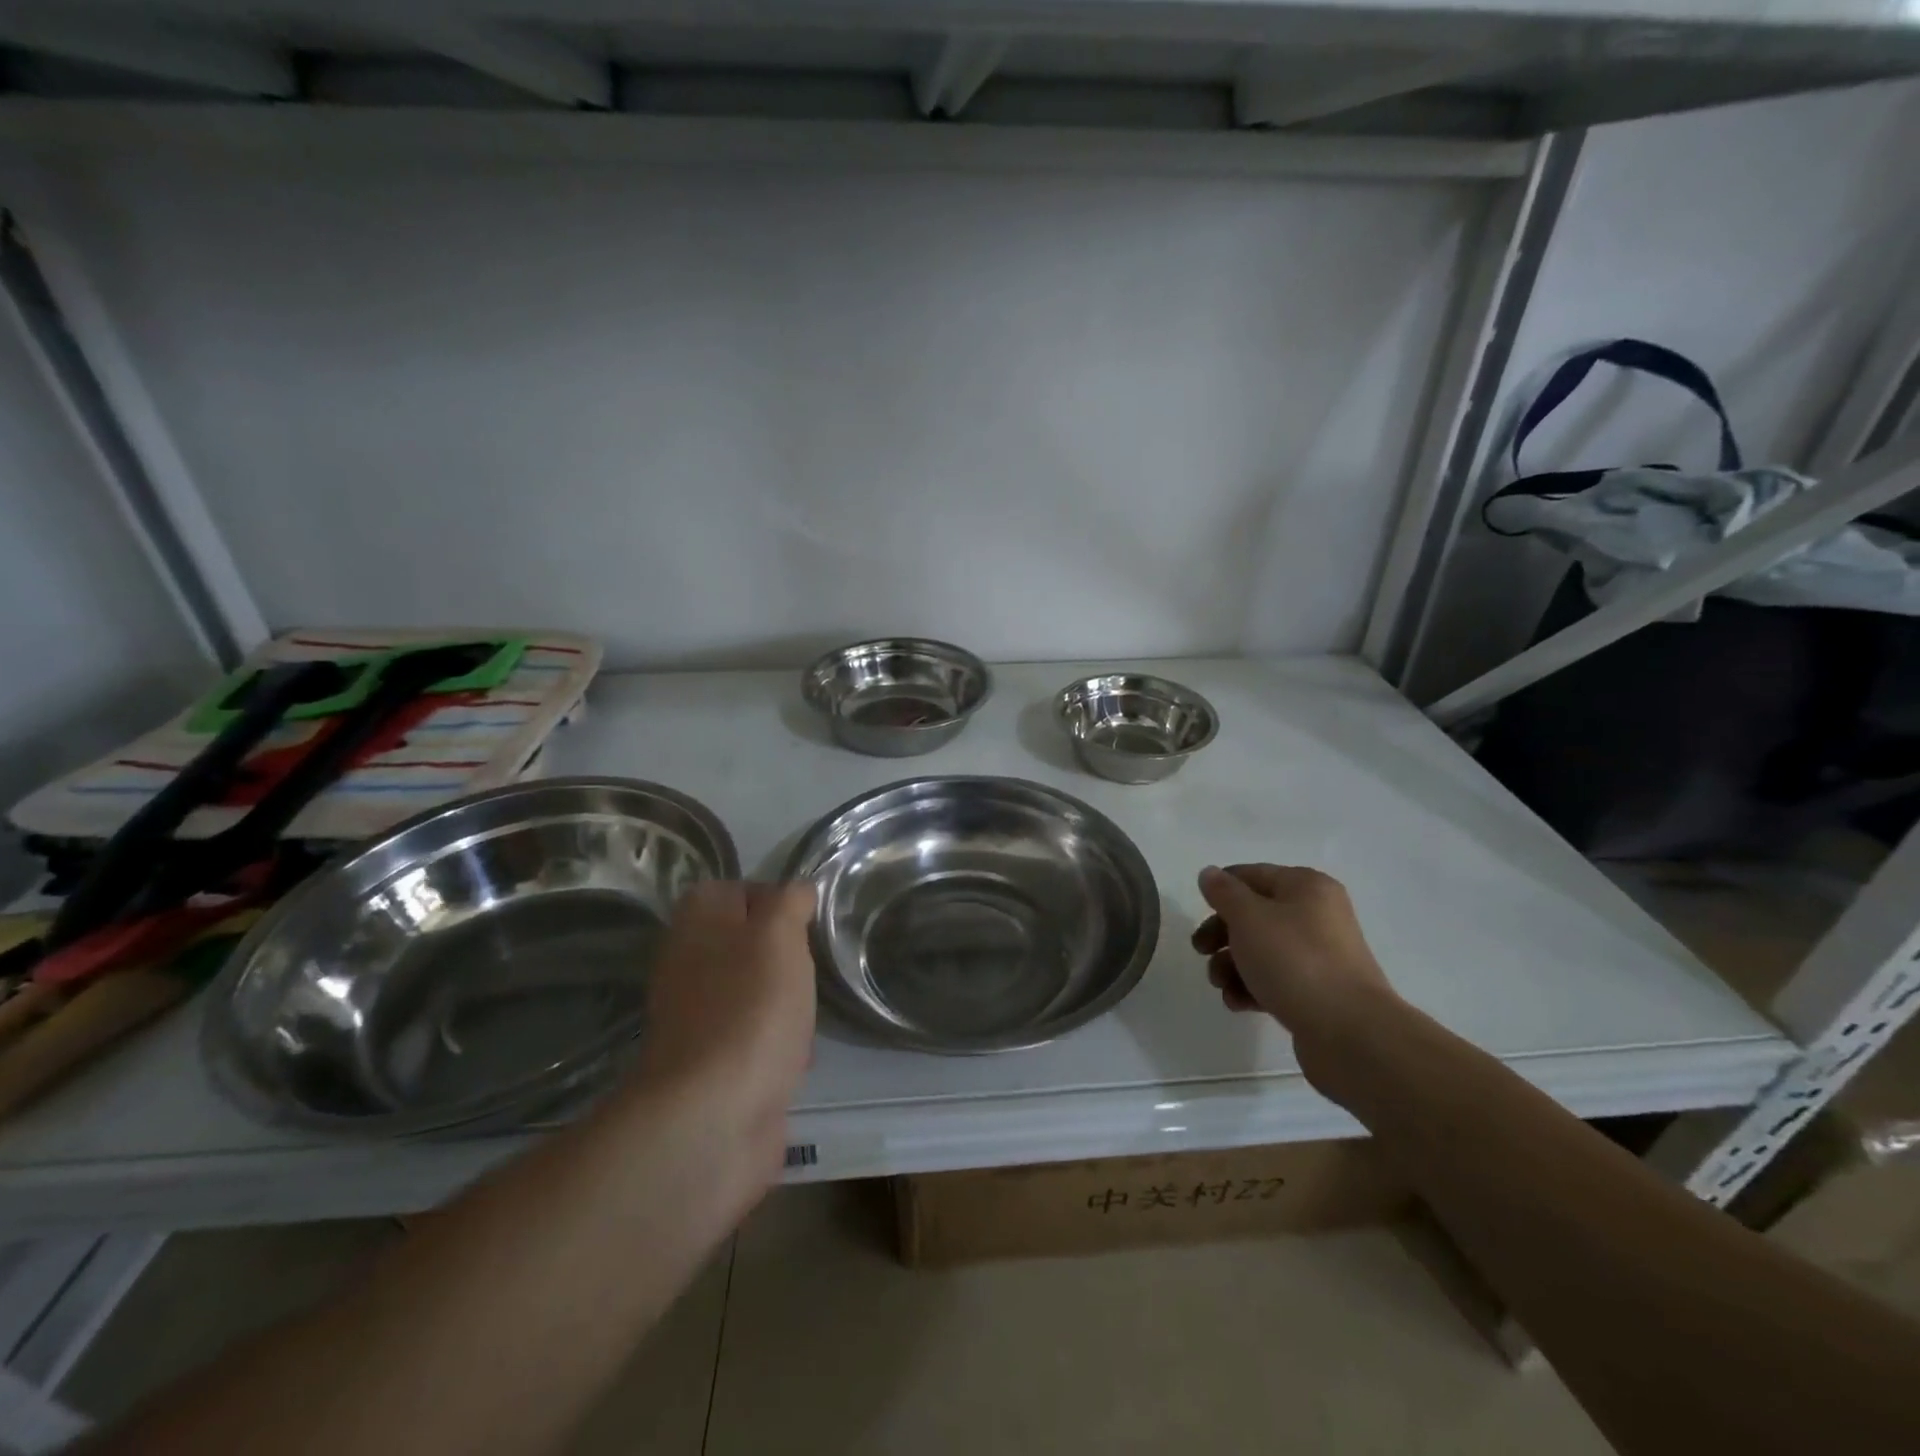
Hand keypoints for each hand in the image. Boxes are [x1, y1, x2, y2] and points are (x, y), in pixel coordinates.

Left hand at [631, 880, 816, 1179]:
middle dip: (785, 955)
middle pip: (746, 942)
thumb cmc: (751, 1007)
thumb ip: (789, 901)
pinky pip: (752, 1036)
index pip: (738, 889)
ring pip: (752, 989)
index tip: (807, 921)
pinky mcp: (708, 1062)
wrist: (713, 1114)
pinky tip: (795, 1056)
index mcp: (696, 921)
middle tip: (811, 965)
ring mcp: (695, 1015)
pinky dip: (776, 1042)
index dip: (776, 899)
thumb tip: (796, 892)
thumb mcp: (779, 934)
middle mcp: (687, 961)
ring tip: (808, 1011)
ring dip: (784, 999)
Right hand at [1192, 864, 1397, 1089]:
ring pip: (1262, 950)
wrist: (1350, 1032)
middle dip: (1222, 934)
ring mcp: (1320, 955)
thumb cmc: (1294, 961)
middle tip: (1200, 951)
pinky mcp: (1319, 991)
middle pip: (1254, 915)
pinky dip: (1253, 988)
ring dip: (1233, 965)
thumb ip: (1224, 893)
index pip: (1252, 875)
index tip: (1197, 912)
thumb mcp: (1249, 918)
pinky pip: (1276, 979)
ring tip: (1221, 985)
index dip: (1220, 890)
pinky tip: (1239, 1004)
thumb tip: (1209, 873)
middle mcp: (1317, 915)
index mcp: (1306, 887)